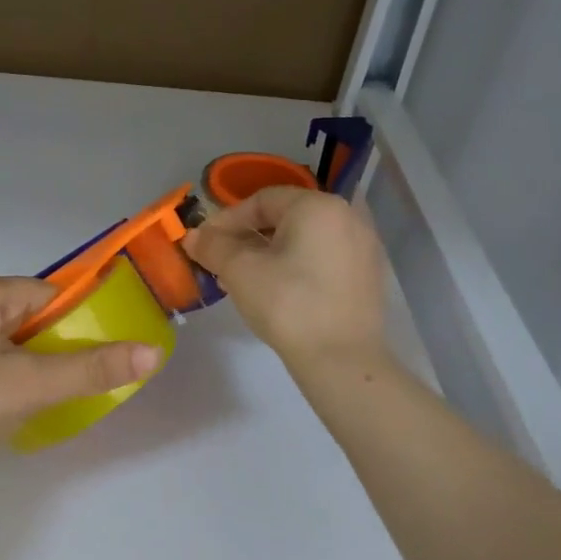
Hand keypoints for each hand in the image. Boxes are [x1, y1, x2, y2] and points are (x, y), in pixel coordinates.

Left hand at [0, 272, 162, 462]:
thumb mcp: (31, 386)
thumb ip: (91, 369)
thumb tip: (152, 353)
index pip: (48, 296)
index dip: (75, 326)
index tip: (91, 361)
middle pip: (28, 315)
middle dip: (50, 348)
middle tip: (60, 386)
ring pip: (7, 335)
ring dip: (27, 362)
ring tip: (35, 396)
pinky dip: (3, 369)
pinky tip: (5, 398)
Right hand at [183, 187, 387, 369]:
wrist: (341, 359)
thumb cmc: (287, 304)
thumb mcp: (240, 272)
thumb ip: (213, 247)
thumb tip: (192, 236)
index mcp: (317, 206)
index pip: (262, 200)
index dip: (227, 220)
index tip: (205, 243)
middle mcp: (346, 216)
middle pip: (285, 217)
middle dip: (247, 238)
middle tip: (221, 262)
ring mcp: (362, 246)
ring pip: (304, 239)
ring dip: (269, 253)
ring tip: (243, 280)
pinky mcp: (367, 275)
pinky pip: (323, 258)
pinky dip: (296, 265)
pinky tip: (276, 291)